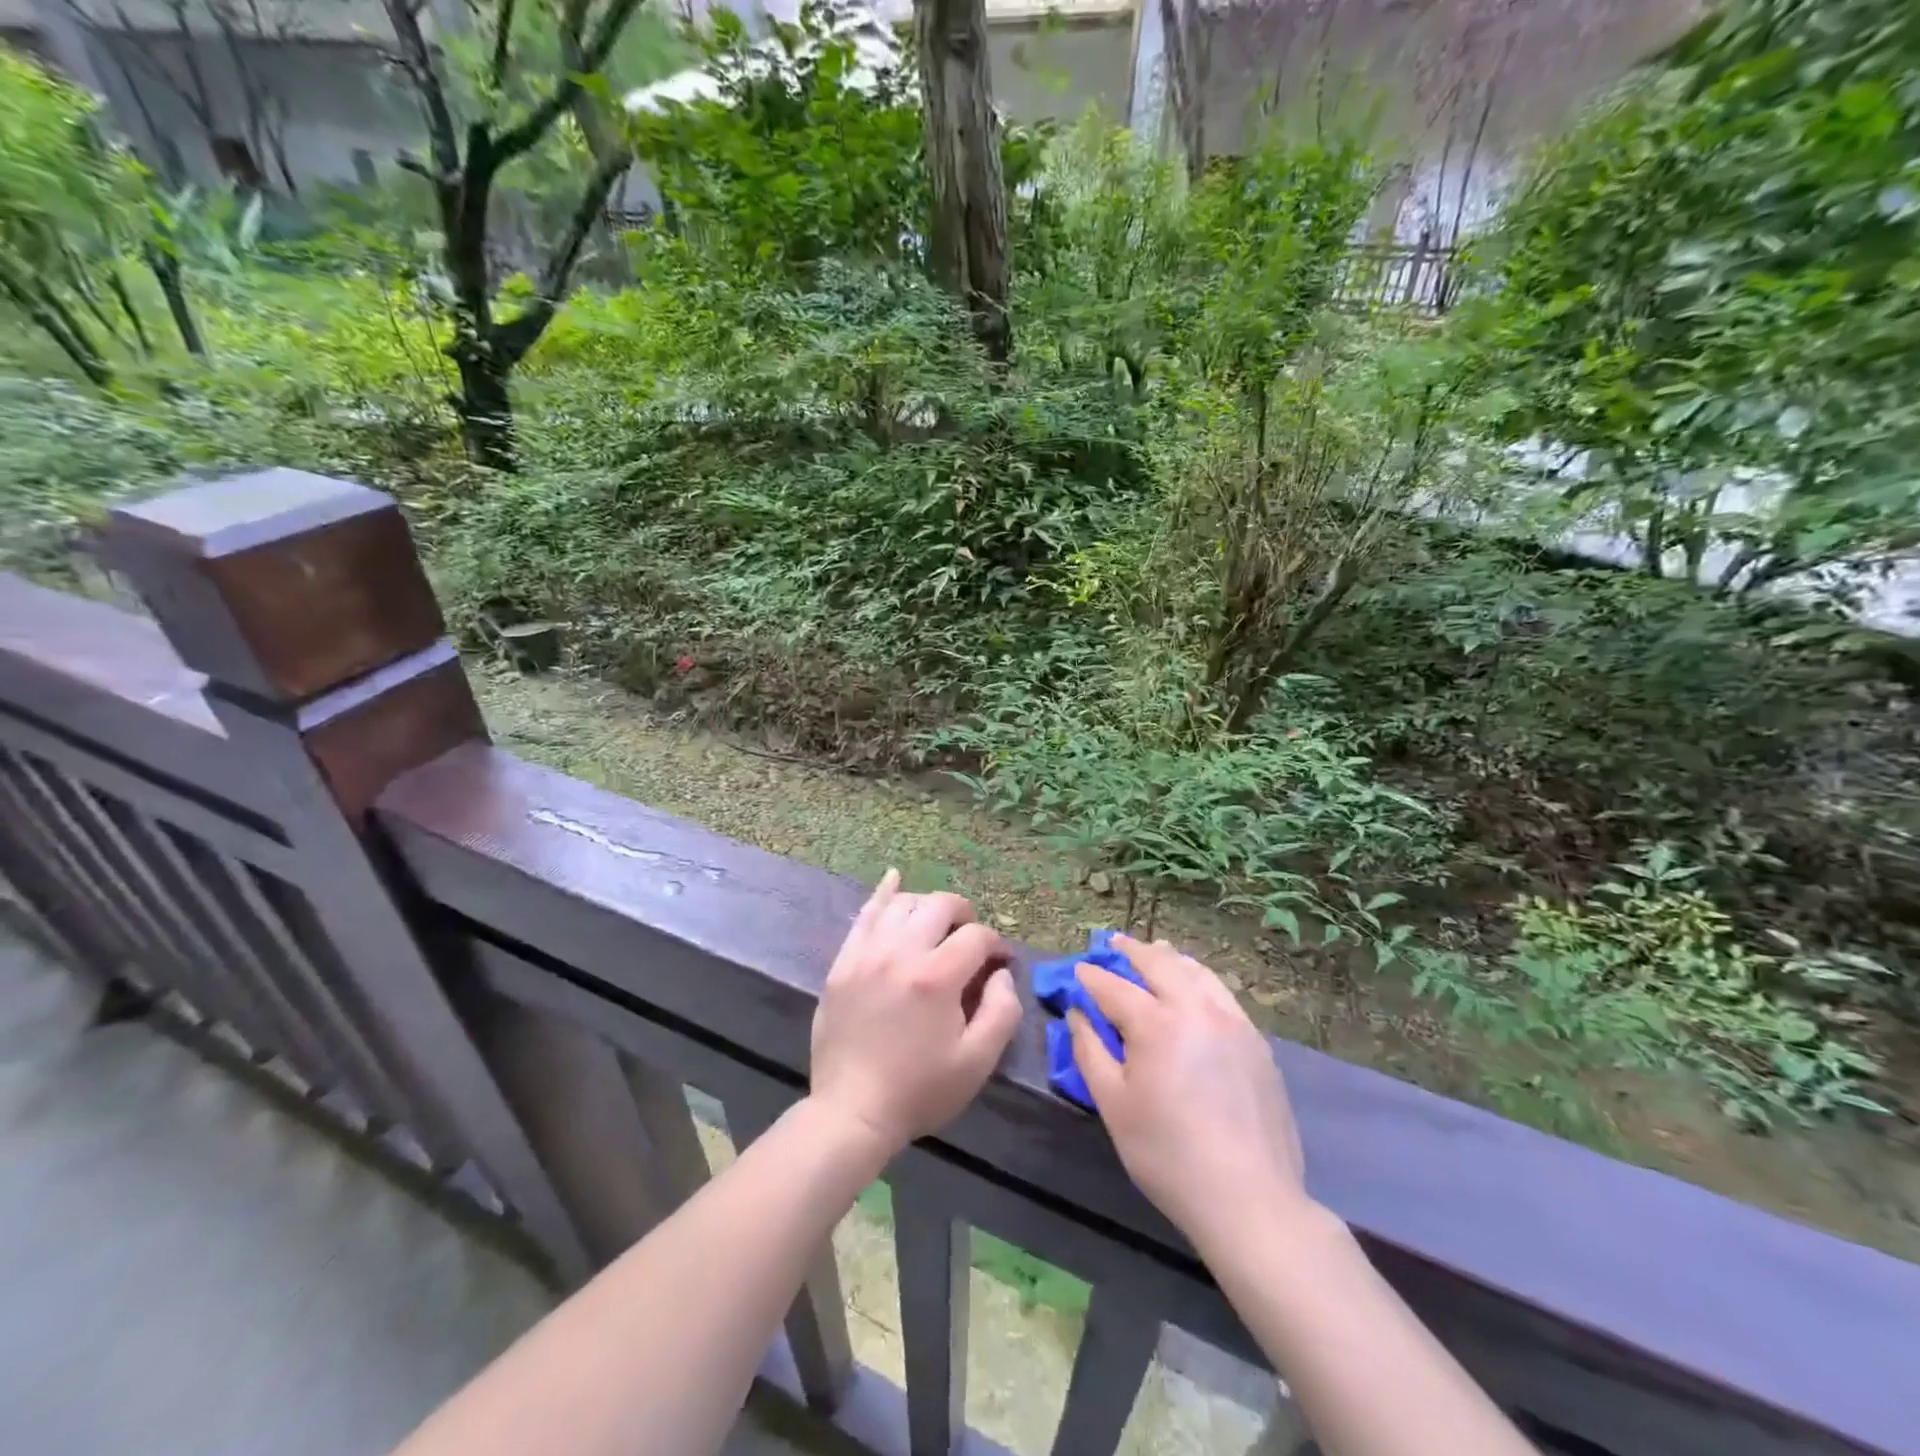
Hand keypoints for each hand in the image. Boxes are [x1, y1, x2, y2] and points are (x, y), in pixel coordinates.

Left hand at [808, 870, 1022, 1156]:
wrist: (852, 1111)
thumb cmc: (920, 1089)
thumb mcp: (977, 1061)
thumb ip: (1002, 1009)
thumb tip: (1000, 970)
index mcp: (936, 977)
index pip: (977, 937)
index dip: (996, 945)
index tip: (999, 964)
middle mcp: (900, 952)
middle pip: (940, 906)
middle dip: (964, 915)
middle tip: (970, 939)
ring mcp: (866, 953)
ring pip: (903, 903)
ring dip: (927, 906)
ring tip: (936, 925)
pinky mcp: (843, 961)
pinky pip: (865, 914)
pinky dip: (883, 894)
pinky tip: (894, 879)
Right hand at [1067, 934, 1311, 1252]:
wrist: (1249, 1198)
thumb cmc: (1167, 1154)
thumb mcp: (1113, 1105)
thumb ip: (1090, 1051)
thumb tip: (1078, 1013)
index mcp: (1156, 1024)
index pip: (1114, 987)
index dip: (1091, 977)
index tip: (1077, 970)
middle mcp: (1195, 1009)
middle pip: (1159, 964)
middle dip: (1131, 951)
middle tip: (1113, 943)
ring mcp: (1232, 1022)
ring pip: (1196, 972)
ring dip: (1169, 957)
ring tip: (1155, 950)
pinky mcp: (1256, 1041)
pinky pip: (1222, 993)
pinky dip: (1200, 978)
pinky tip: (1195, 985)